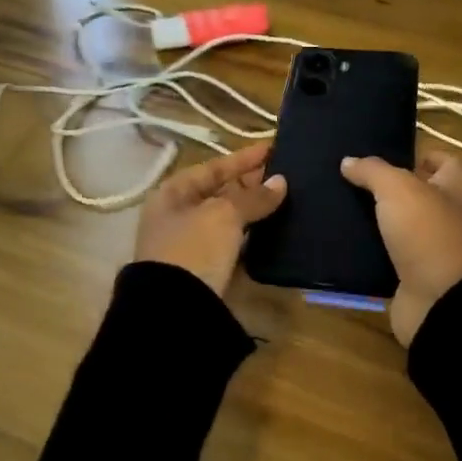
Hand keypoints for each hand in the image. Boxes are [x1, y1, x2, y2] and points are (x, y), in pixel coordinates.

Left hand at [134, 141, 287, 296]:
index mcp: (173, 194)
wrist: (175, 311)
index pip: (213, 168)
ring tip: (288, 201)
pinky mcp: (206, 271)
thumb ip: (253, 197)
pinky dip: (252, 238)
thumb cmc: (193, 248)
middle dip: (251, 184)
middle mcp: (178, 216)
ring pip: (228, 220)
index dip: (243, 158)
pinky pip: (233, 245)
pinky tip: (276, 233)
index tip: (273, 149)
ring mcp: (191, 246)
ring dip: (254, 211)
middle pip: (220, 193)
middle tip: (287, 175)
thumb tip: (280, 182)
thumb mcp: (224, 215)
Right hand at [340, 150, 461, 346]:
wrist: (440, 303)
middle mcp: (450, 215)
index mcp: (457, 188)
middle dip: (389, 187)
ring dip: (377, 218)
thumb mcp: (397, 189)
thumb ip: (373, 171)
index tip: (385, 155)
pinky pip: (390, 254)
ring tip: (341, 205)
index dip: (419, 155)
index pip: (444, 161)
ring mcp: (434, 248)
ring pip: (402, 224)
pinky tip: (344, 239)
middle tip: (351, 179)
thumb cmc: (427, 233)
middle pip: (419, 193)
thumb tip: (348, 161)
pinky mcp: (416, 274)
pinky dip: (371, 248)